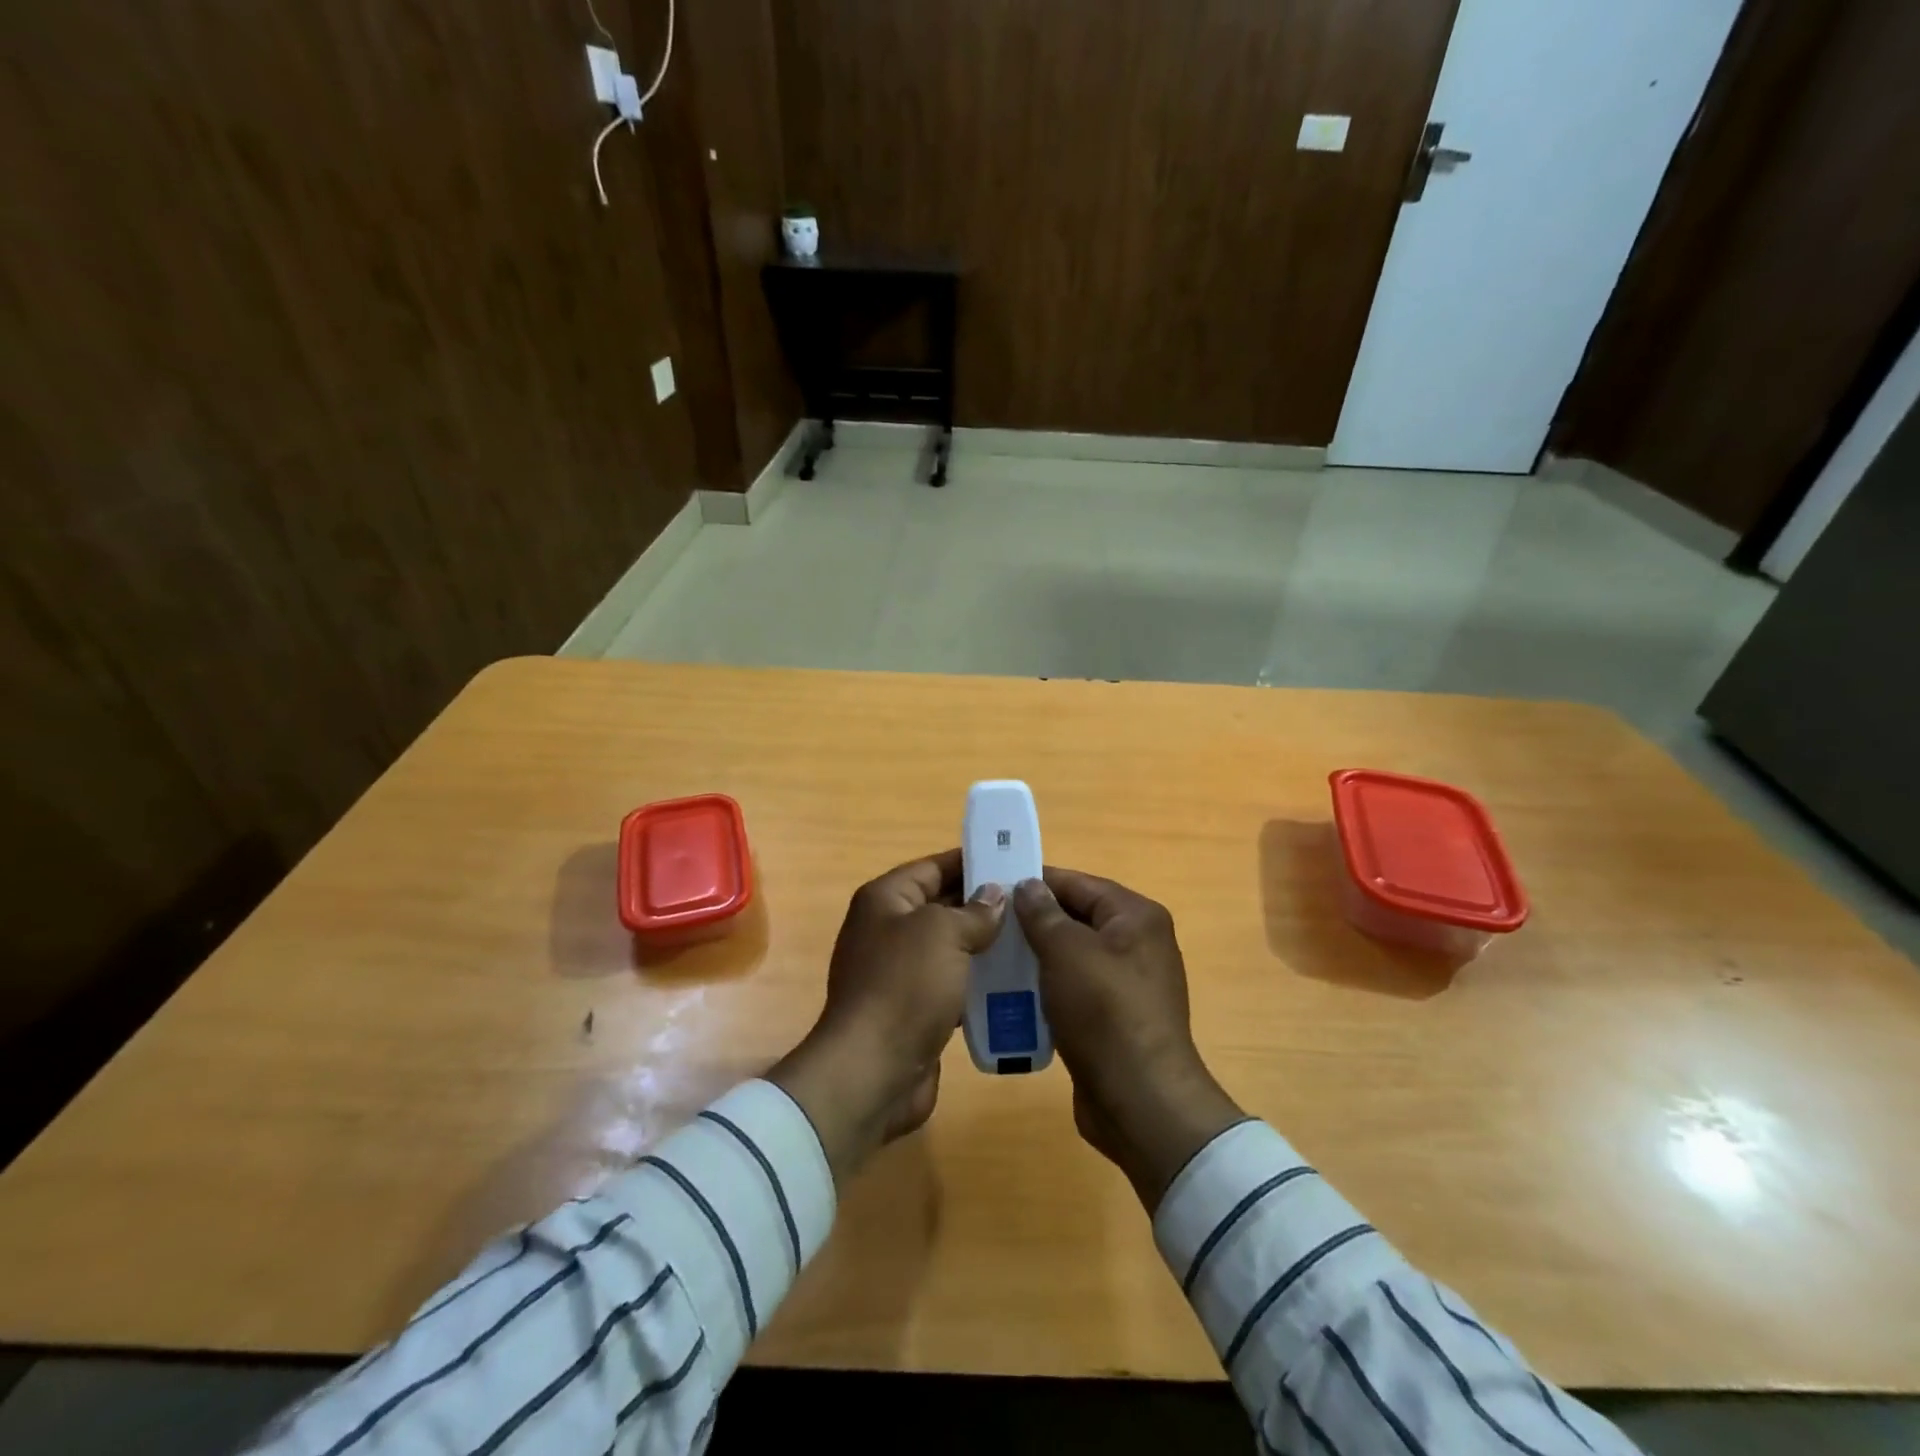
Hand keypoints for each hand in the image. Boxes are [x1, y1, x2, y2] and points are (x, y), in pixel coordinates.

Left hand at [770, 849, 1003, 1186]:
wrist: (873, 1071)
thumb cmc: (905, 986)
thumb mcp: (943, 933)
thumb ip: (973, 911)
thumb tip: (994, 895)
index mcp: (885, 900)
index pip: (932, 867)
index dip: (970, 861)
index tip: (1010, 860)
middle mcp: (888, 930)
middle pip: (941, 905)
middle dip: (983, 903)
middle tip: (1030, 902)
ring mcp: (899, 973)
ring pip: (949, 947)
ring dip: (984, 945)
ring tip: (1030, 939)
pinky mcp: (913, 1009)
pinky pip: (951, 984)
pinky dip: (978, 982)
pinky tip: (1014, 982)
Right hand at [1014, 868, 1244, 1211]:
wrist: (1140, 1100)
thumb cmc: (1104, 1012)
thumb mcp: (1066, 952)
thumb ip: (1043, 913)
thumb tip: (1028, 885)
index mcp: (1136, 916)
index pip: (1078, 883)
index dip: (1035, 882)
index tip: (993, 886)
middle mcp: (1138, 943)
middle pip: (1076, 917)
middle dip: (1033, 921)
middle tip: (987, 924)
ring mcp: (1128, 982)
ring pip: (1072, 955)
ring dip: (1036, 957)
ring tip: (992, 958)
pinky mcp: (1115, 1017)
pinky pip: (1075, 989)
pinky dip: (1047, 988)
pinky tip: (1013, 994)